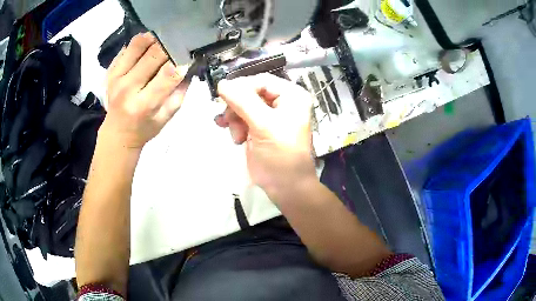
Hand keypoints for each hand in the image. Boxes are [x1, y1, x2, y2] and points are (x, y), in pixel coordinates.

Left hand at [102, 32, 188, 149]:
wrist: (118, 133)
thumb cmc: (144, 127)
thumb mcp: (166, 117)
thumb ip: (179, 93)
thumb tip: (188, 66)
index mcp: (144, 105)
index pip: (168, 75)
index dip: (182, 62)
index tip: (188, 58)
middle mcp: (127, 88)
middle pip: (154, 54)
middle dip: (170, 47)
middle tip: (177, 46)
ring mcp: (116, 77)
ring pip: (138, 44)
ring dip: (154, 38)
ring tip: (162, 40)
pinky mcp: (110, 71)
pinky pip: (127, 48)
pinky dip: (139, 43)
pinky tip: (146, 48)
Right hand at [216, 74, 316, 201]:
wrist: (286, 187)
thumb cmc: (281, 156)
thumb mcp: (263, 126)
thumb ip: (242, 101)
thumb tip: (221, 83)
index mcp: (292, 95)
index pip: (261, 81)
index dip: (241, 87)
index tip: (223, 98)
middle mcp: (283, 101)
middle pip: (250, 92)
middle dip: (237, 107)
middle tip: (229, 121)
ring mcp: (271, 114)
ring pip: (243, 105)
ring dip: (235, 118)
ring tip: (237, 136)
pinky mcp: (260, 127)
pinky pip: (242, 117)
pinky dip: (235, 125)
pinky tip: (236, 138)